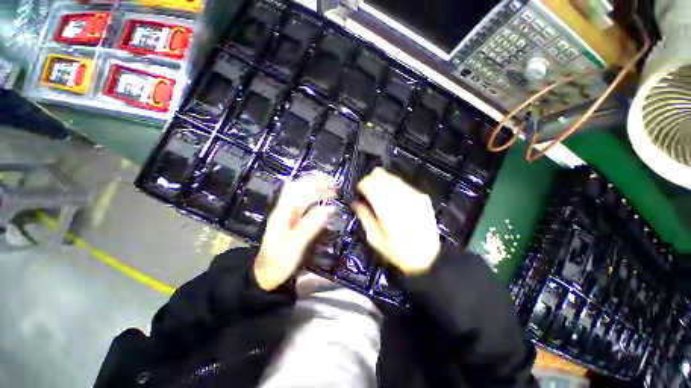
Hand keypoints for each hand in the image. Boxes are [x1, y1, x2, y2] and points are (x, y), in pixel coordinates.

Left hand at [254, 174, 336, 290]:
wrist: (264, 273)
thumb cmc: (278, 262)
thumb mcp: (294, 246)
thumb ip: (310, 226)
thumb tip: (328, 209)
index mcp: (282, 213)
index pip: (297, 190)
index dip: (314, 183)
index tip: (331, 185)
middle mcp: (284, 210)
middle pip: (298, 187)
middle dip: (317, 183)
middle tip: (335, 186)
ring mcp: (287, 214)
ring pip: (301, 194)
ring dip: (316, 189)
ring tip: (332, 192)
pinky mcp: (291, 219)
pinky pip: (304, 204)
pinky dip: (315, 200)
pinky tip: (324, 204)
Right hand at [352, 168, 440, 274]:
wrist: (428, 258)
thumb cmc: (398, 252)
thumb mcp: (375, 240)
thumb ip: (365, 218)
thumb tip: (356, 204)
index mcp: (385, 209)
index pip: (370, 184)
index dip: (362, 184)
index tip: (360, 189)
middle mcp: (399, 198)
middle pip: (381, 175)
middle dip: (371, 179)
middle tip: (369, 189)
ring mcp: (413, 196)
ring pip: (393, 177)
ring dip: (383, 181)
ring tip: (380, 192)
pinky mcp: (422, 198)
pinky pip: (404, 184)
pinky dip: (395, 187)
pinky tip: (394, 197)